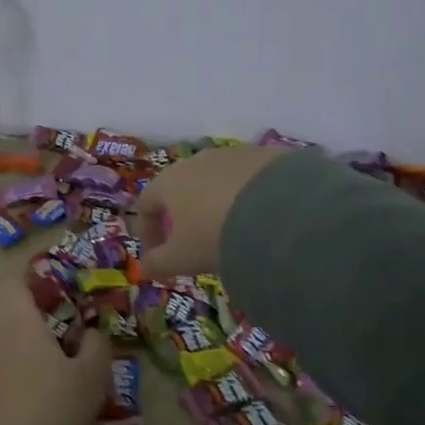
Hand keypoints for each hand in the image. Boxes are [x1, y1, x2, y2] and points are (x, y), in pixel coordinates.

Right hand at [134, 144, 289, 280]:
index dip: (148, 231)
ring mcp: (233, 154)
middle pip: (182, 188)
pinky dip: (248, 197)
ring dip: (217, 204)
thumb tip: (144, 269)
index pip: (146, 203)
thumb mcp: (181, 258)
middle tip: (195, 244)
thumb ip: (158, 264)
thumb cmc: (214, 235)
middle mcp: (198, 160)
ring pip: (217, 181)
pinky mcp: (266, 155)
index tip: (158, 256)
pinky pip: (249, 178)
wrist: (279, 211)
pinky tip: (262, 219)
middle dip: (184, 216)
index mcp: (170, 181)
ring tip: (232, 232)